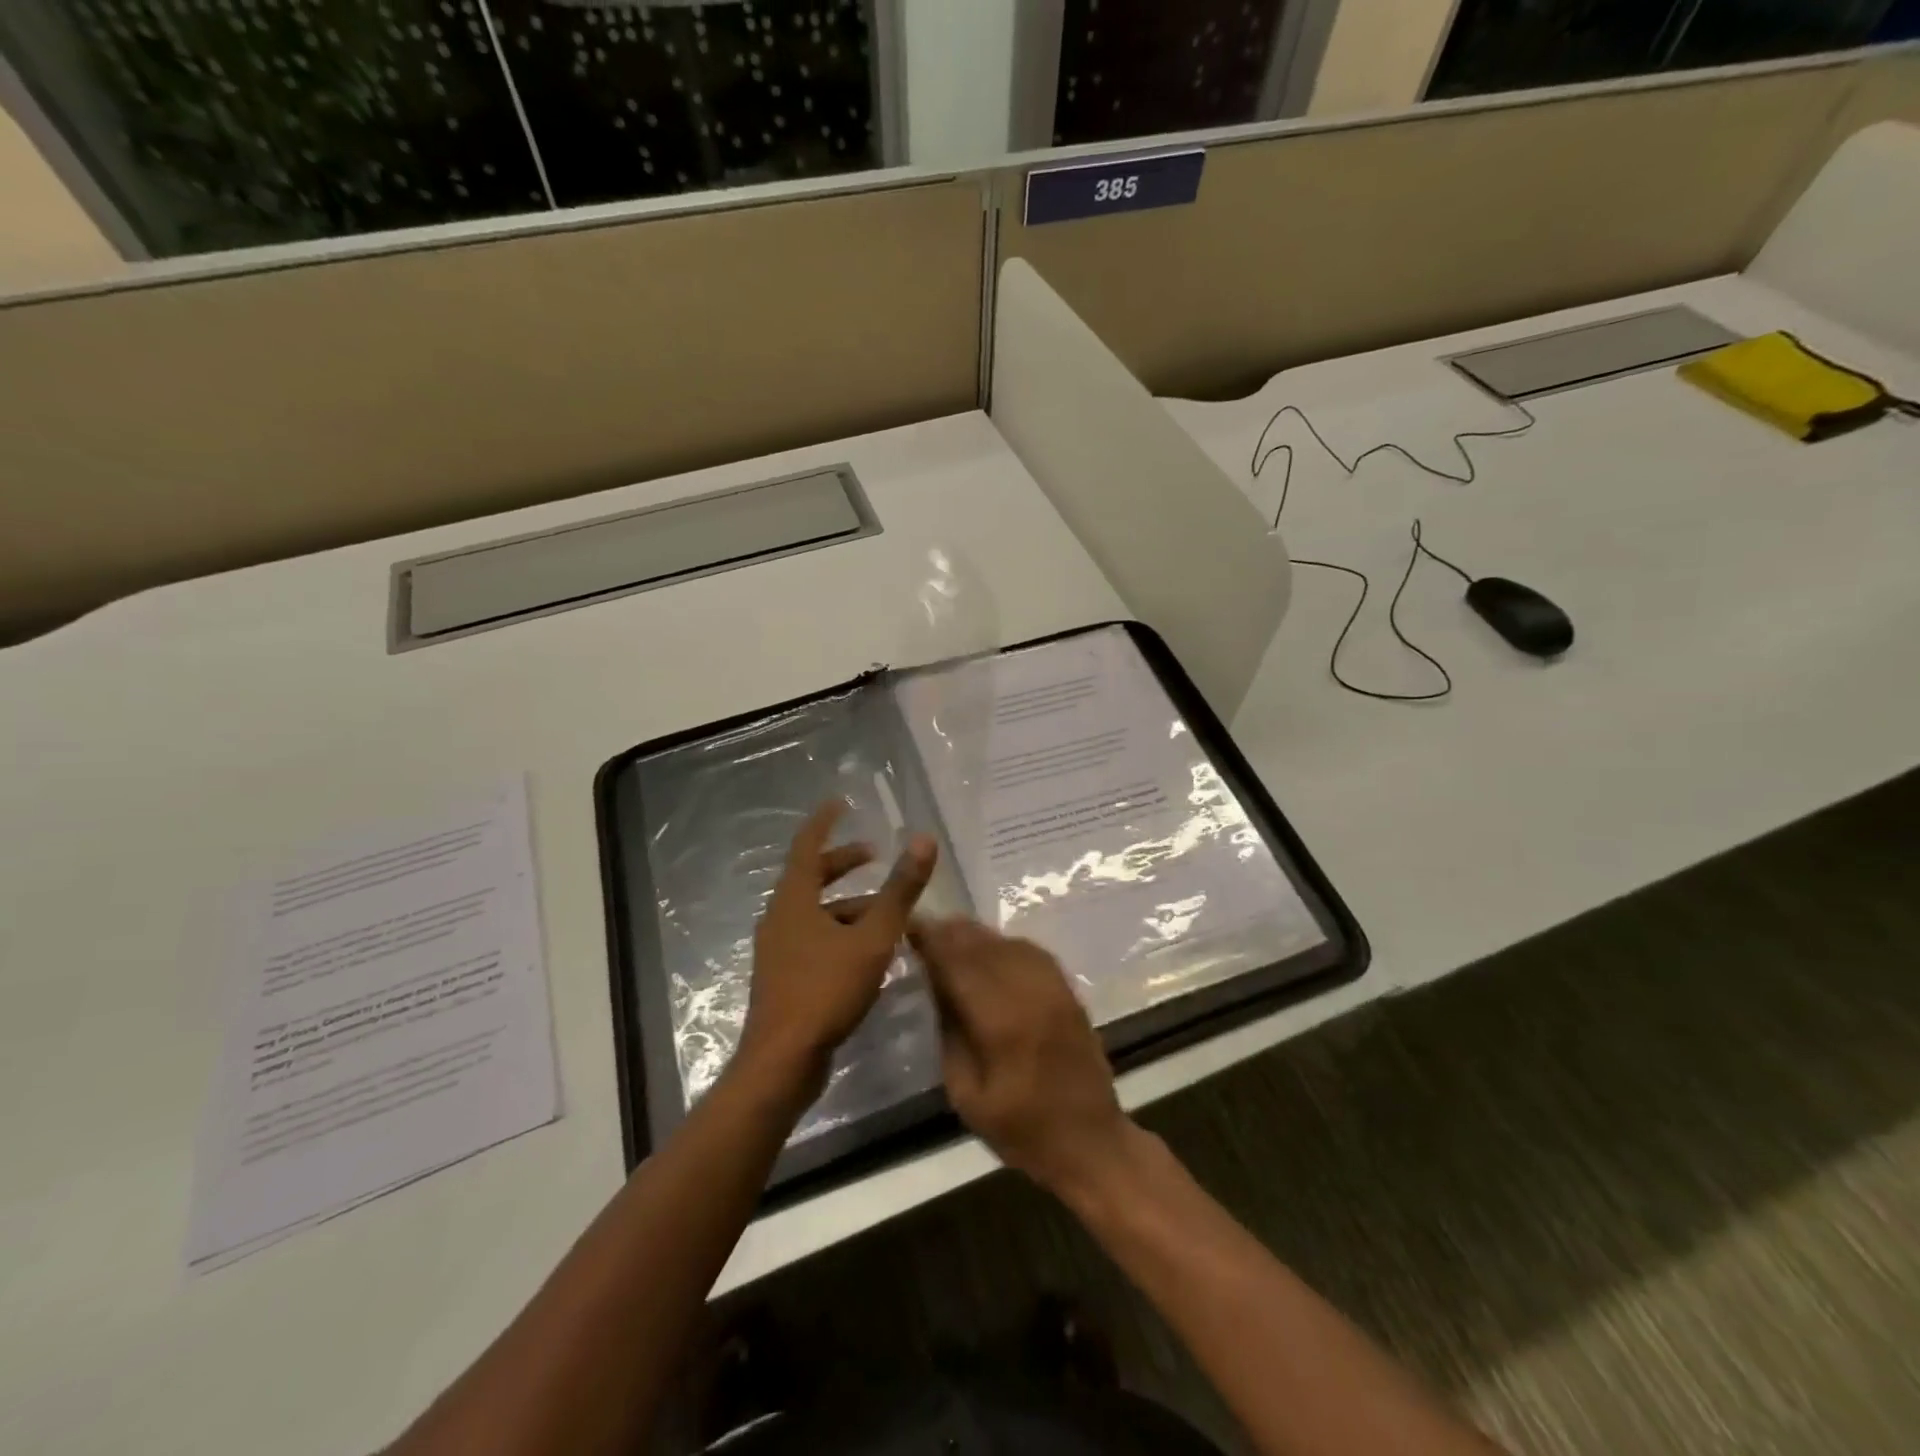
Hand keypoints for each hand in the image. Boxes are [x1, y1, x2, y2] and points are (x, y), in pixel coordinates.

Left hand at [740, 800, 936, 1098]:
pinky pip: (815, 938)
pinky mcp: (784, 977)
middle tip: (875, 856)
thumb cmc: (826, 990)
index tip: (840, 803)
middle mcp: (780, 917)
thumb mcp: (873, 938)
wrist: (782, 1062)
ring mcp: (779, 949)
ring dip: (848, 904)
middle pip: (811, 877)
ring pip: (815, 912)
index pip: (807, 845)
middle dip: (843, 863)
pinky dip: (841, 932)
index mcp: (794, 900)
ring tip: (886, 912)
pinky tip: (869, 952)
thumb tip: (923, 841)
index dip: (824, 822)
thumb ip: (899, 890)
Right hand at [908, 917, 1135, 1198]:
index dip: (930, 940)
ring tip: (949, 934)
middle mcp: (1028, 991)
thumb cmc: (1022, 1129)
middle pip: (982, 944)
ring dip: (975, 935)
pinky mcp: (1067, 989)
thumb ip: (950, 1033)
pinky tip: (988, 950)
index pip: (957, 962)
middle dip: (949, 932)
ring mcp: (1053, 986)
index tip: (906, 927)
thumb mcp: (966, 1095)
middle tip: (922, 927)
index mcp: (1000, 1020)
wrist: (1091, 1141)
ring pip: (1006, 942)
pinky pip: (1029, 951)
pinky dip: (1002, 944)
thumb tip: (935, 985)